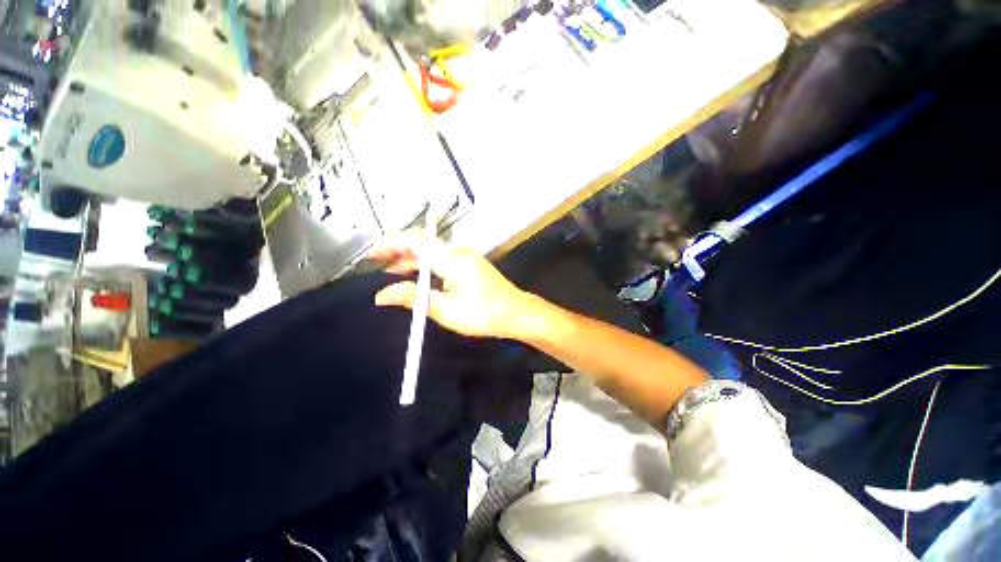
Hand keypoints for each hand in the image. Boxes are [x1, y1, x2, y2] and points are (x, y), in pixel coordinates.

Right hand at [369, 230, 534, 338]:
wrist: (515, 313)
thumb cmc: (482, 313)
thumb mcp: (444, 309)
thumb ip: (413, 298)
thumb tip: (381, 295)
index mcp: (451, 259)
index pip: (415, 240)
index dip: (390, 243)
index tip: (371, 254)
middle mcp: (457, 251)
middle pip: (422, 243)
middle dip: (397, 251)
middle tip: (376, 265)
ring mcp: (465, 255)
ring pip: (431, 251)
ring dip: (411, 259)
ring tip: (390, 273)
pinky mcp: (469, 262)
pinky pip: (441, 257)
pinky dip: (425, 264)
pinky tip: (416, 277)